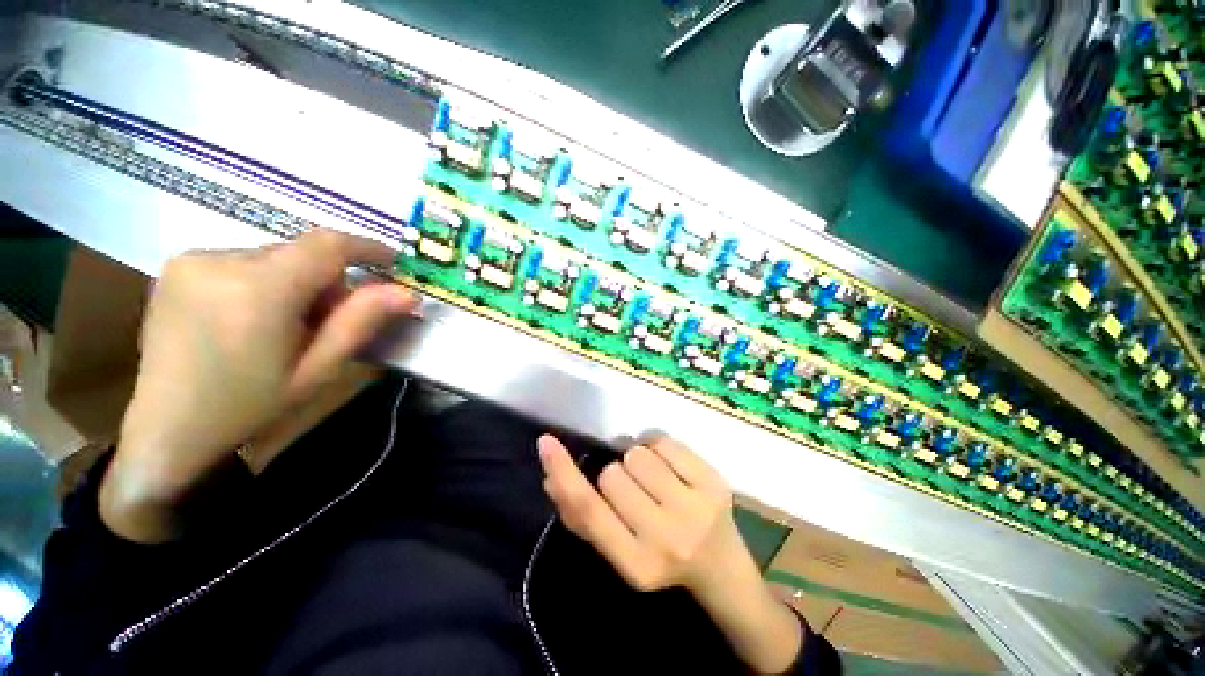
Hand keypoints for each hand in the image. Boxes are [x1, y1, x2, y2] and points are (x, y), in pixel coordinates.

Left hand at [101, 229, 418, 542]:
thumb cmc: (249, 406)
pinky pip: (244, 260)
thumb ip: (361, 323)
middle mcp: (220, 259)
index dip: (368, 248)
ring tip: (288, 326)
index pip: (328, 245)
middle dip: (329, 280)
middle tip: (330, 322)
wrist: (166, 429)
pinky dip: (266, 281)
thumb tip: (407, 293)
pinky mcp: (177, 266)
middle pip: (301, 252)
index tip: (395, 264)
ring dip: (297, 282)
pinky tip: (254, 318)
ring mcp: (191, 259)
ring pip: (275, 256)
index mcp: (258, 289)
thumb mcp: (318, 370)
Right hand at [536, 435, 743, 595]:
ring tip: (654, 480)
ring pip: (637, 454)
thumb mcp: (618, 549)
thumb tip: (550, 478)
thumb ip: (582, 517)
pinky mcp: (714, 482)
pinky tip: (672, 469)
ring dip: (637, 460)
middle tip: (635, 491)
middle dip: (616, 475)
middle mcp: (666, 538)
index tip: (546, 443)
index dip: (564, 473)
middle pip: (612, 474)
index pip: (589, 510)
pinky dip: (659, 448)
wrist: (721, 567)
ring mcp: (695, 508)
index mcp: (635, 564)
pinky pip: (664, 442)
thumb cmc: (660, 557)